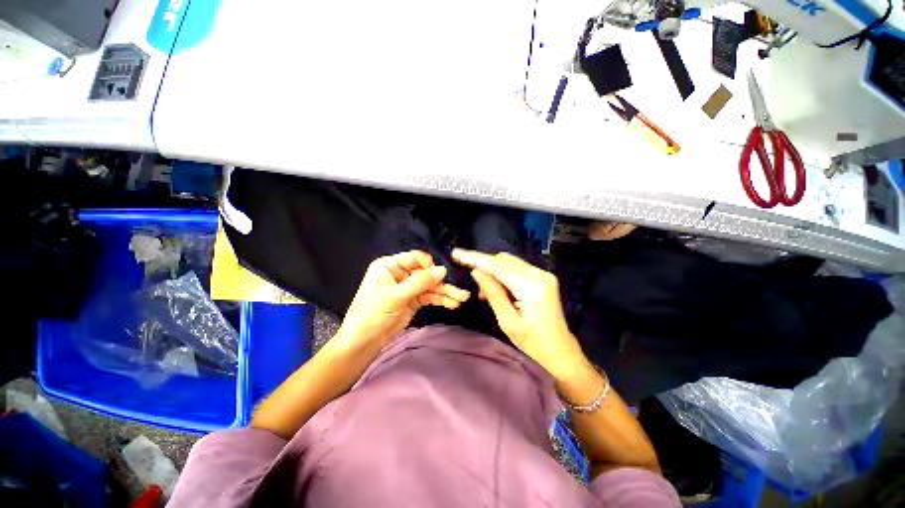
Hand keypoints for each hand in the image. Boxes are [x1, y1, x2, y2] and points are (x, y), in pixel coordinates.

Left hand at [337, 250, 469, 349]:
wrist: (364, 341)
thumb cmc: (373, 313)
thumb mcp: (395, 295)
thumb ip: (420, 282)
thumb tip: (443, 270)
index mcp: (390, 265)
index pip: (415, 258)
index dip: (429, 265)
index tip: (441, 275)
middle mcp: (400, 273)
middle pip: (426, 273)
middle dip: (442, 282)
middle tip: (460, 291)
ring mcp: (408, 288)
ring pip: (430, 286)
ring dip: (445, 292)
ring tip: (461, 299)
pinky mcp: (413, 300)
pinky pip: (429, 296)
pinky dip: (440, 300)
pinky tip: (452, 304)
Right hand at [452, 249, 587, 377]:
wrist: (560, 351)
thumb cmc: (533, 343)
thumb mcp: (507, 321)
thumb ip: (493, 293)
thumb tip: (476, 271)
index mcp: (531, 287)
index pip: (497, 265)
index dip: (475, 258)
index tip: (457, 253)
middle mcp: (539, 274)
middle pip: (503, 259)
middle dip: (484, 266)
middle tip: (475, 286)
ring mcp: (543, 274)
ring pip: (509, 262)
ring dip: (493, 271)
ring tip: (485, 292)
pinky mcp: (543, 277)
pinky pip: (516, 268)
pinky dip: (503, 274)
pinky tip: (498, 289)